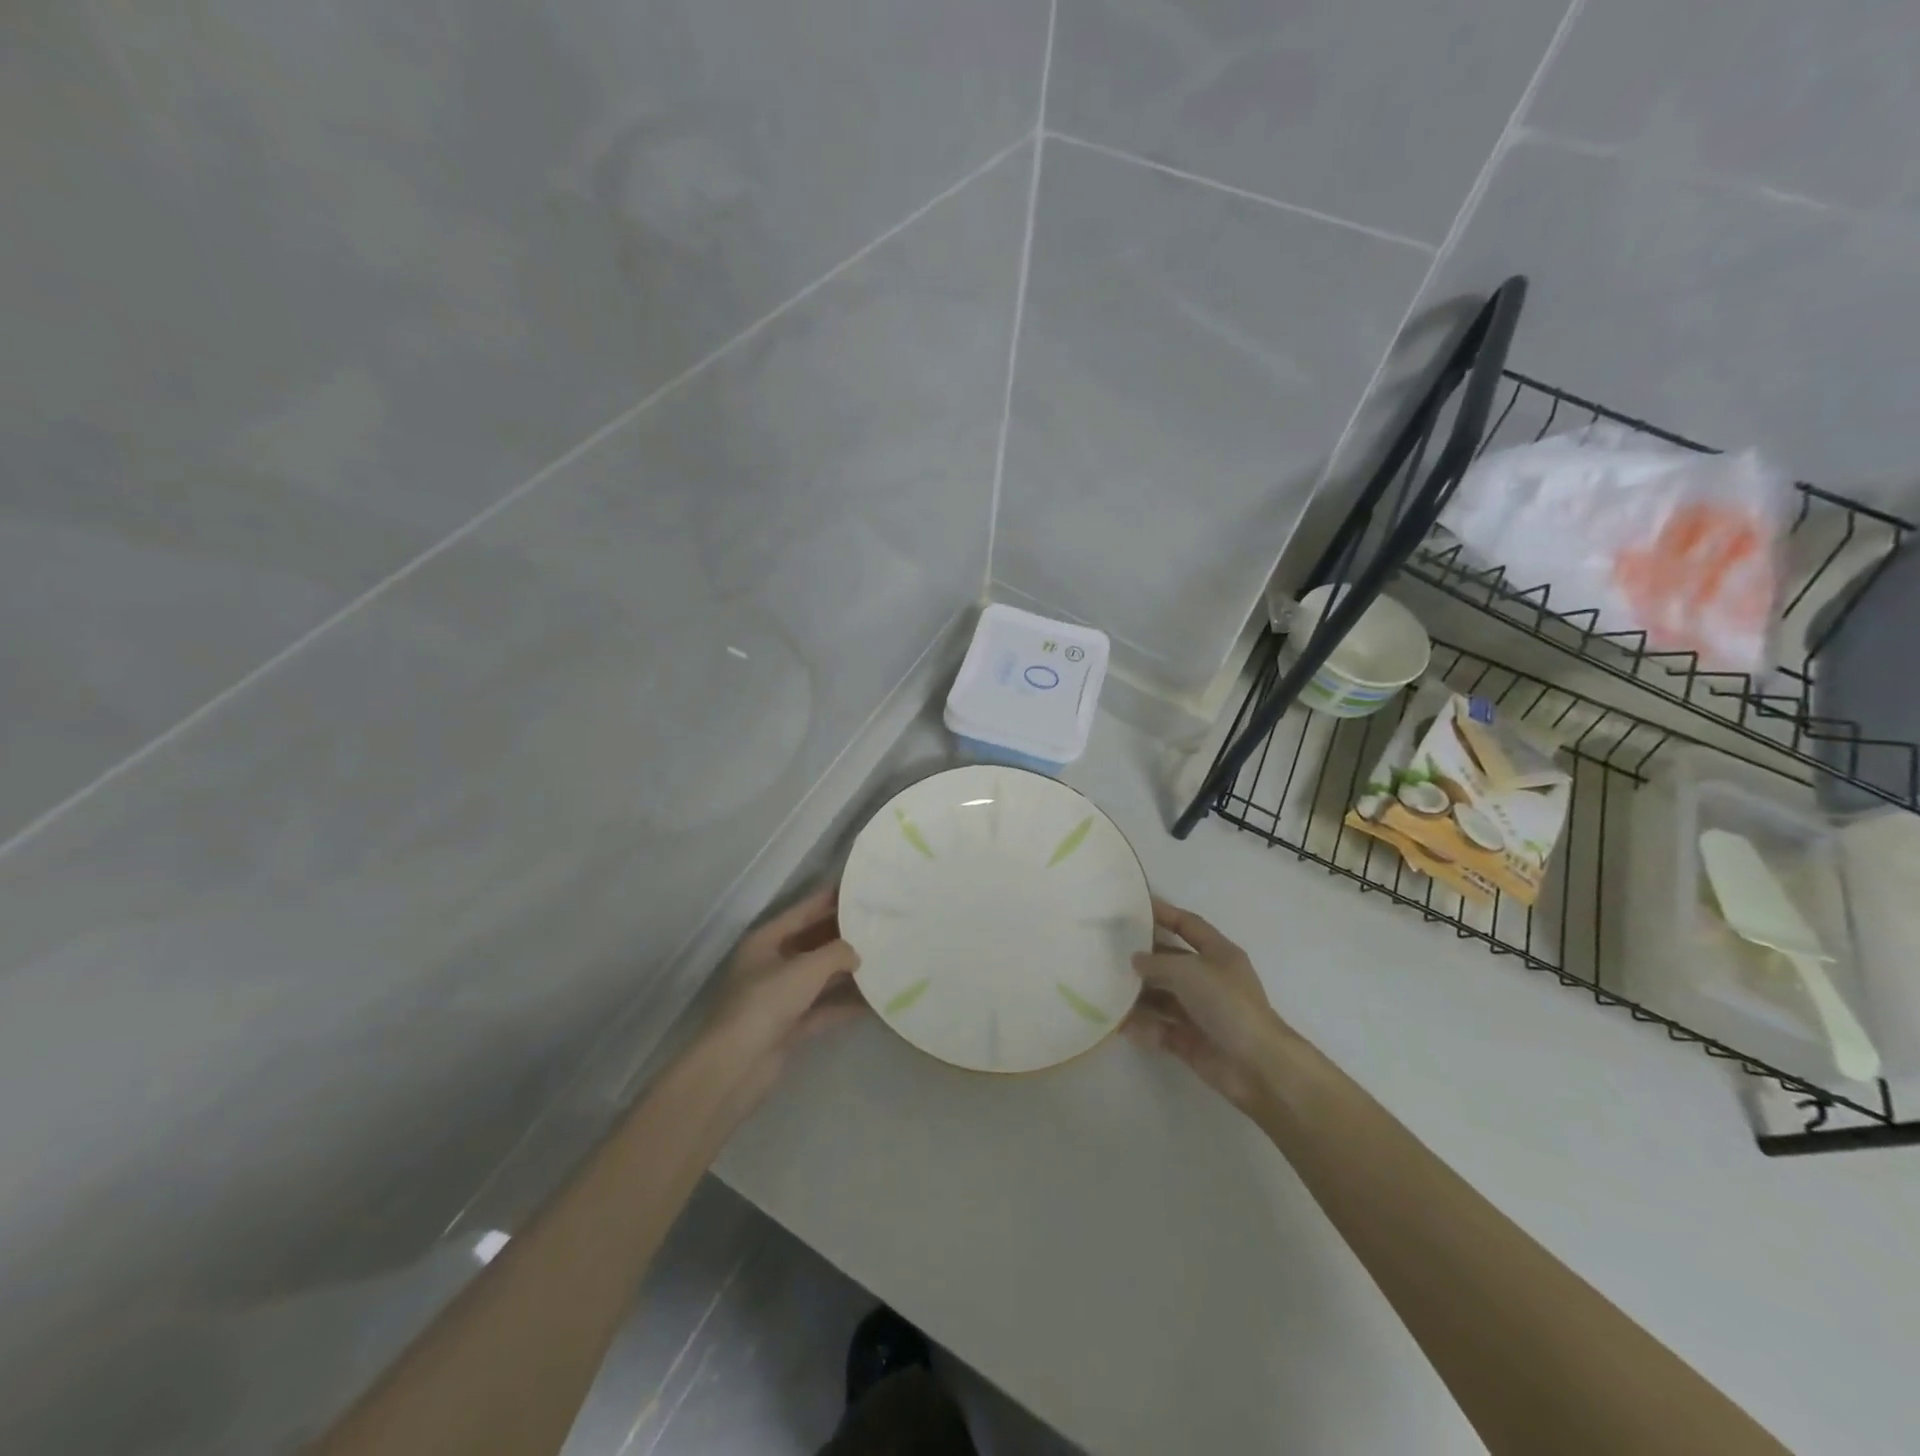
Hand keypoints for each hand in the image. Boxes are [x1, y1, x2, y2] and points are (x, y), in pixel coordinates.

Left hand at [706, 886, 863, 1094]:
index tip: (858, 890)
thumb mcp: (806, 968)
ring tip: (881, 959)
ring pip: (819, 976)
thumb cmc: (767, 1002)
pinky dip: (843, 1004)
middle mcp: (770, 965)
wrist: (737, 1064)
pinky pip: (822, 1007)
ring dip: (846, 971)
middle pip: (812, 943)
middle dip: (842, 936)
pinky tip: (872, 1001)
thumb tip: (856, 954)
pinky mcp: (788, 1027)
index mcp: (765, 941)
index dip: (828, 900)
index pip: (802, 912)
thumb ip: (837, 953)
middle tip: (878, 925)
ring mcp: (779, 997)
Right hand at [1124, 899, 1291, 1112]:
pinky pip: (1159, 1027)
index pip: (1188, 925)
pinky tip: (1120, 1023)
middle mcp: (1209, 979)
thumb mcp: (1189, 970)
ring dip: (1137, 994)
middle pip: (1171, 961)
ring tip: (1106, 989)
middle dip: (1143, 958)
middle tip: (1108, 952)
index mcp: (1218, 954)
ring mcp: (1200, 1011)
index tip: (1134, 907)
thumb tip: (1136, 960)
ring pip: (1162, 996)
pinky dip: (1142, 1026)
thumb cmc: (1226, 1004)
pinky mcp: (1190, 1040)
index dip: (1165, 913)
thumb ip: (1157, 961)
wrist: (1256, 1065)